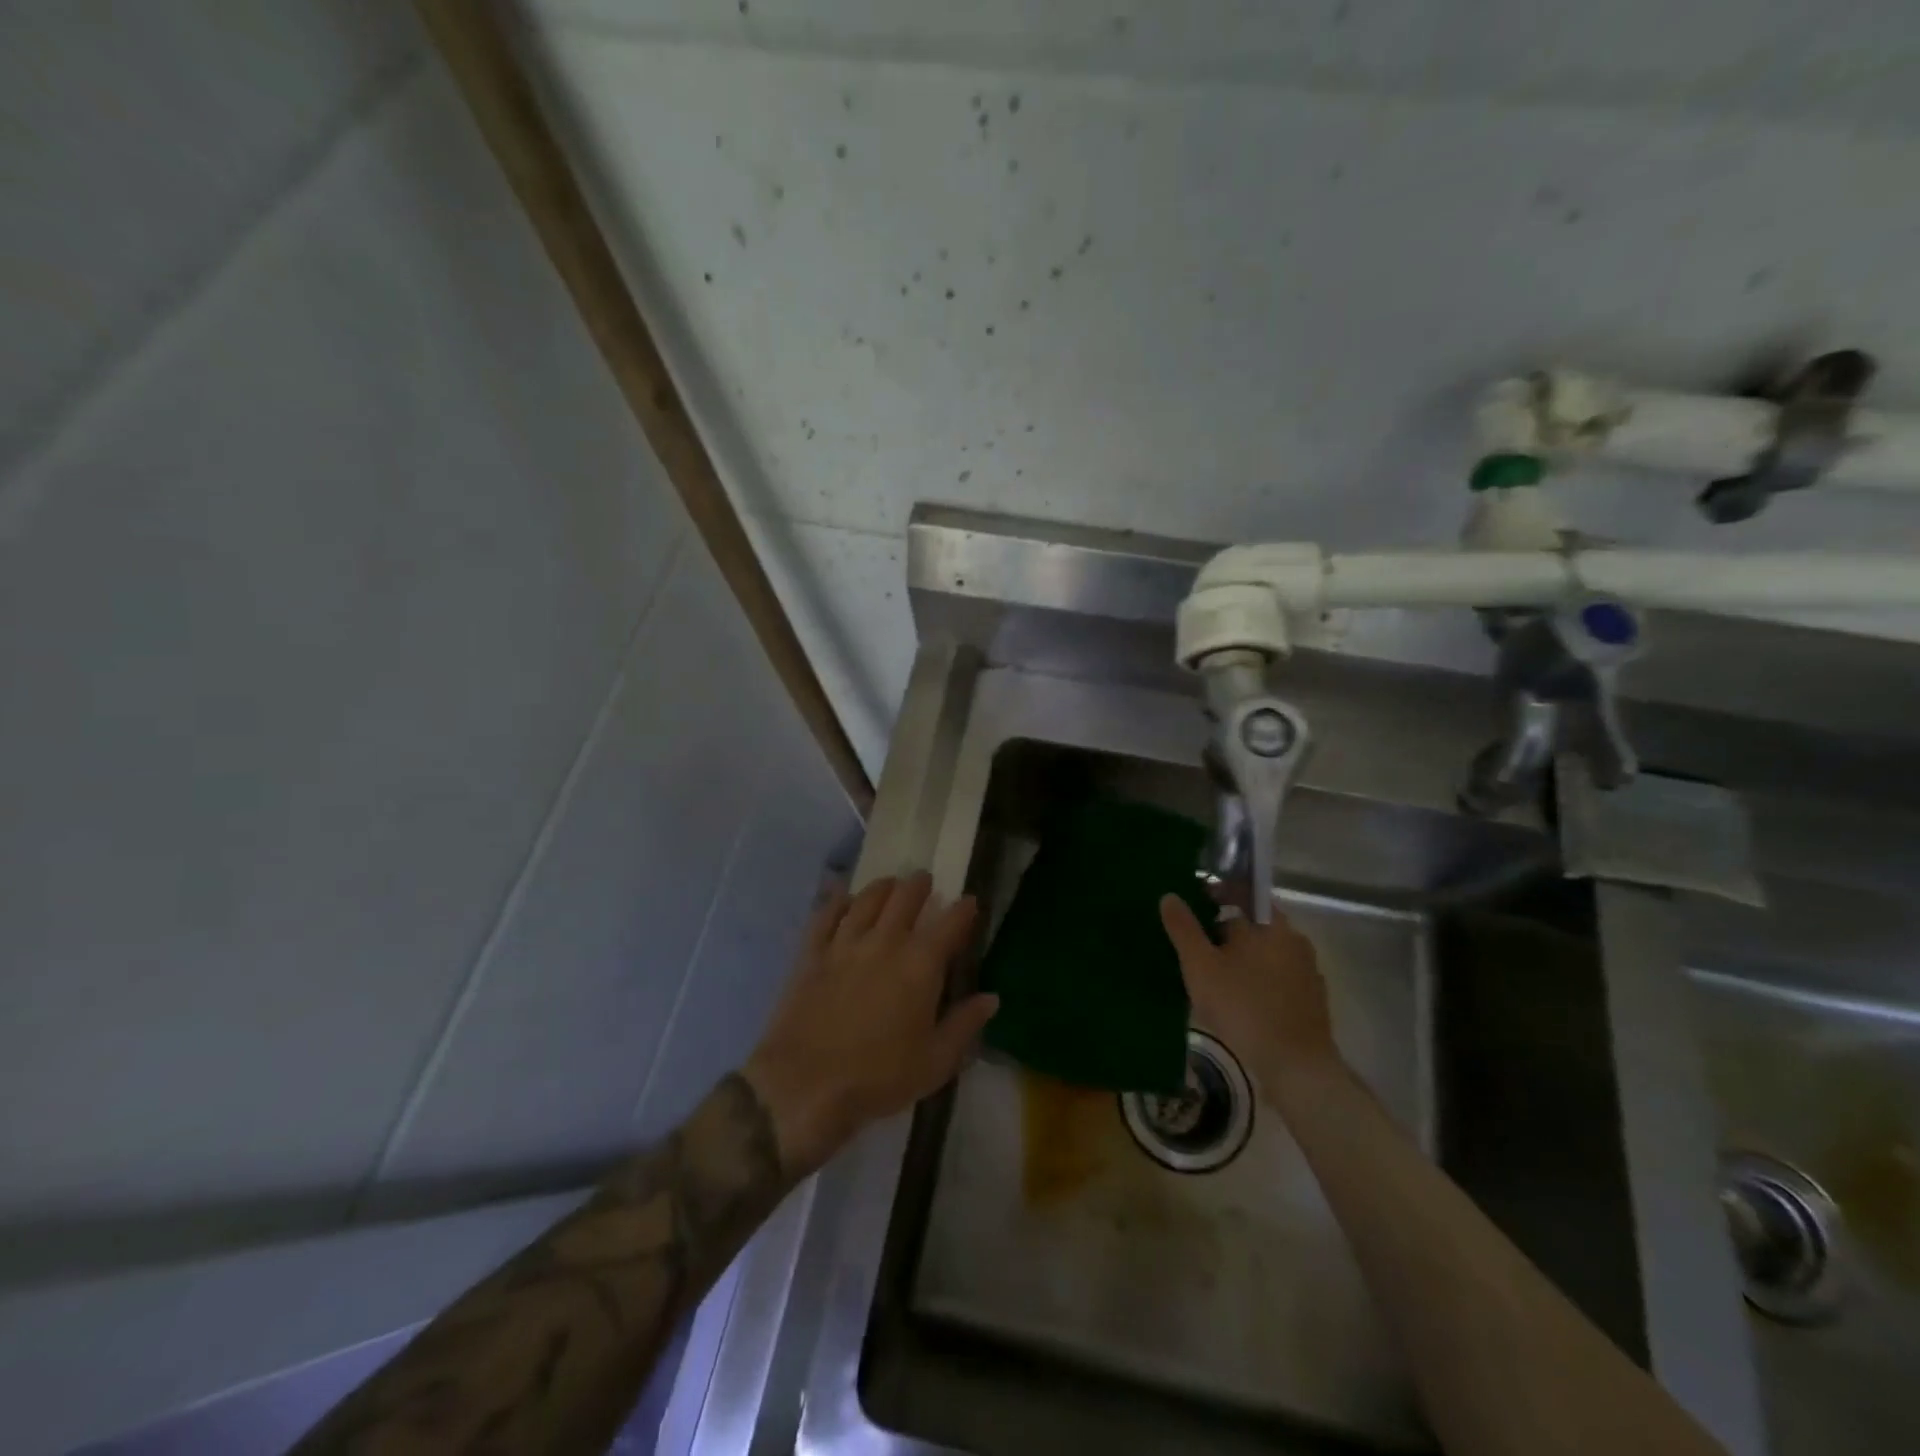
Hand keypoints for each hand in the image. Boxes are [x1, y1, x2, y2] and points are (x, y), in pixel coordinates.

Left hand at [743, 872, 997, 1174]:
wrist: (804, 1086)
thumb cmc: (878, 1078)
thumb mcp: (935, 1061)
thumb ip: (965, 1024)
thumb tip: (991, 998)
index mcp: (920, 964)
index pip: (950, 922)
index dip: (964, 909)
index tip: (971, 902)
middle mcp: (885, 942)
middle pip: (905, 897)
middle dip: (920, 885)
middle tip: (926, 882)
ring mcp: (844, 943)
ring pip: (867, 899)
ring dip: (883, 887)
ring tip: (891, 885)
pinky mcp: (812, 954)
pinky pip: (826, 915)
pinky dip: (838, 902)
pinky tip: (844, 900)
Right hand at [1158, 894, 1340, 1091]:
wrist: (1297, 1067)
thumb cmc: (1243, 1007)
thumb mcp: (1201, 966)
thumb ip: (1183, 929)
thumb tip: (1170, 896)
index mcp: (1270, 924)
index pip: (1242, 893)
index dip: (1217, 893)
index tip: (1194, 905)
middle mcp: (1294, 940)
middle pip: (1254, 923)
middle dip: (1225, 930)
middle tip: (1197, 947)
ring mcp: (1307, 970)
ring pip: (1266, 951)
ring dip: (1242, 956)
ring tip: (1215, 977)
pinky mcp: (1312, 999)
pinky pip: (1279, 977)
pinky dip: (1259, 979)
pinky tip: (1242, 1001)